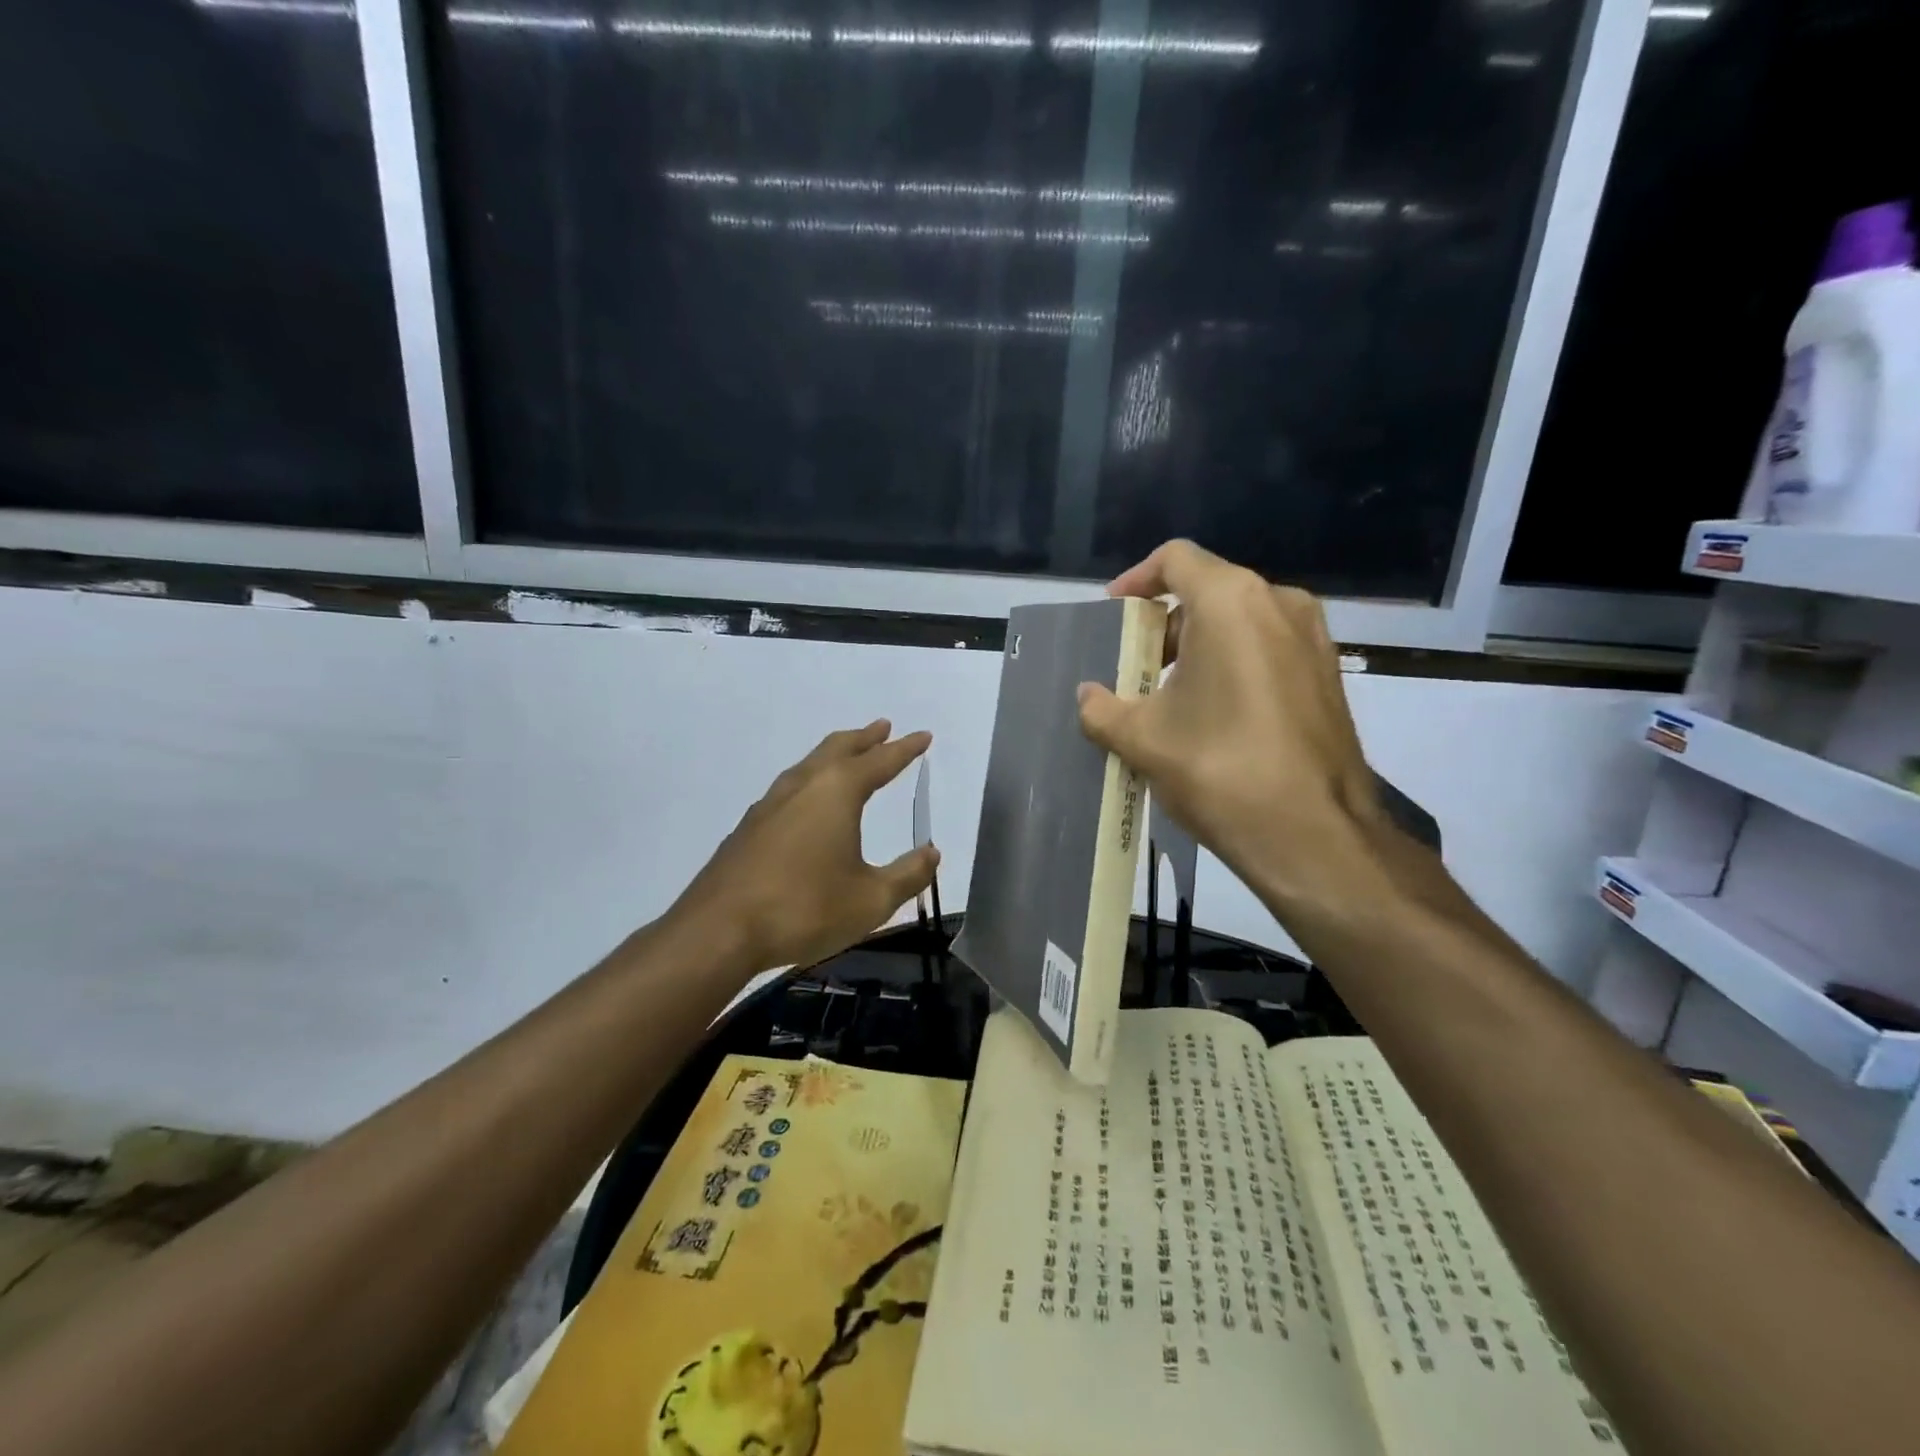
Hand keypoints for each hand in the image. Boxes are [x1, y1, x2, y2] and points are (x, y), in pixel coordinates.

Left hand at [671, 721, 939, 972]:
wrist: (719, 930)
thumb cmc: (804, 908)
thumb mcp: (871, 900)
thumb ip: (908, 874)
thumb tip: (931, 853)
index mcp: (836, 792)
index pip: (880, 761)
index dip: (905, 749)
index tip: (923, 736)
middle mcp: (803, 786)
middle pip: (838, 749)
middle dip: (864, 738)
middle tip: (883, 728)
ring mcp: (770, 804)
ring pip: (809, 765)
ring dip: (834, 755)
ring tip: (848, 756)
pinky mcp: (748, 827)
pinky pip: (789, 788)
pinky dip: (810, 780)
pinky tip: (807, 803)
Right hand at [1076, 540, 1384, 916]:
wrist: (1315, 834)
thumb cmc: (1220, 768)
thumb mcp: (1143, 739)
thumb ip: (1102, 710)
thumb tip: (1086, 697)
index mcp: (1231, 601)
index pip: (1175, 559)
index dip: (1136, 579)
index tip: (1114, 615)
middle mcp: (1279, 604)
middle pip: (1209, 589)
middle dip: (1165, 622)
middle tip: (1134, 664)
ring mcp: (1313, 639)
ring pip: (1242, 620)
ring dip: (1199, 644)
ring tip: (1169, 693)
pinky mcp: (1328, 675)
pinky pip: (1269, 648)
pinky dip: (1234, 663)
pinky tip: (1214, 713)